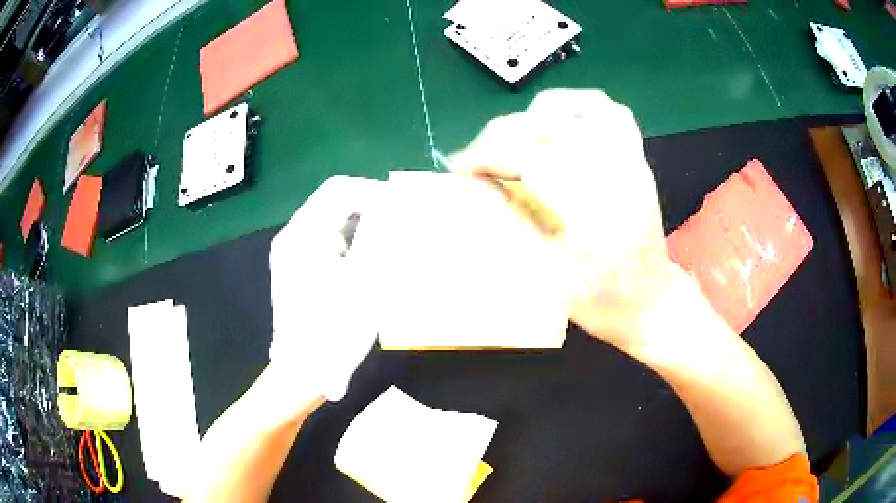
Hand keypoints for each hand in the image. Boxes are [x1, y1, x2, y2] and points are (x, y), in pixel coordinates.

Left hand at [269, 175, 380, 402]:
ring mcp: (291, 252)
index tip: (403, 206)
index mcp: (303, 234)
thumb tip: (397, 207)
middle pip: (332, 201)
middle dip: (369, 206)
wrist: (302, 372)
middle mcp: (292, 236)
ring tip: (388, 240)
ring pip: (330, 219)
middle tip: (399, 222)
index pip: (340, 190)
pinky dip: (350, 239)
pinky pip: (325, 239)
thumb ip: (380, 238)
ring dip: (361, 223)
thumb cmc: (333, 329)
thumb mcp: (365, 281)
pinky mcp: (296, 267)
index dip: (374, 191)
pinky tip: (367, 258)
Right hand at [449, 89, 675, 349]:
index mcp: (594, 215)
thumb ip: (509, 222)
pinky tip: (555, 123)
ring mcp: (632, 163)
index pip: (529, 157)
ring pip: (583, 109)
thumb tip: (471, 185)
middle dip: (501, 135)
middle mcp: (617, 177)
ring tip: (515, 137)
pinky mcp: (638, 159)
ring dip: (538, 114)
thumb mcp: (546, 276)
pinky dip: (576, 107)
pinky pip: (610, 112)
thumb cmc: (601, 302)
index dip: (486, 156)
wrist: (651, 303)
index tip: (459, 170)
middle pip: (551, 128)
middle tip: (479, 160)